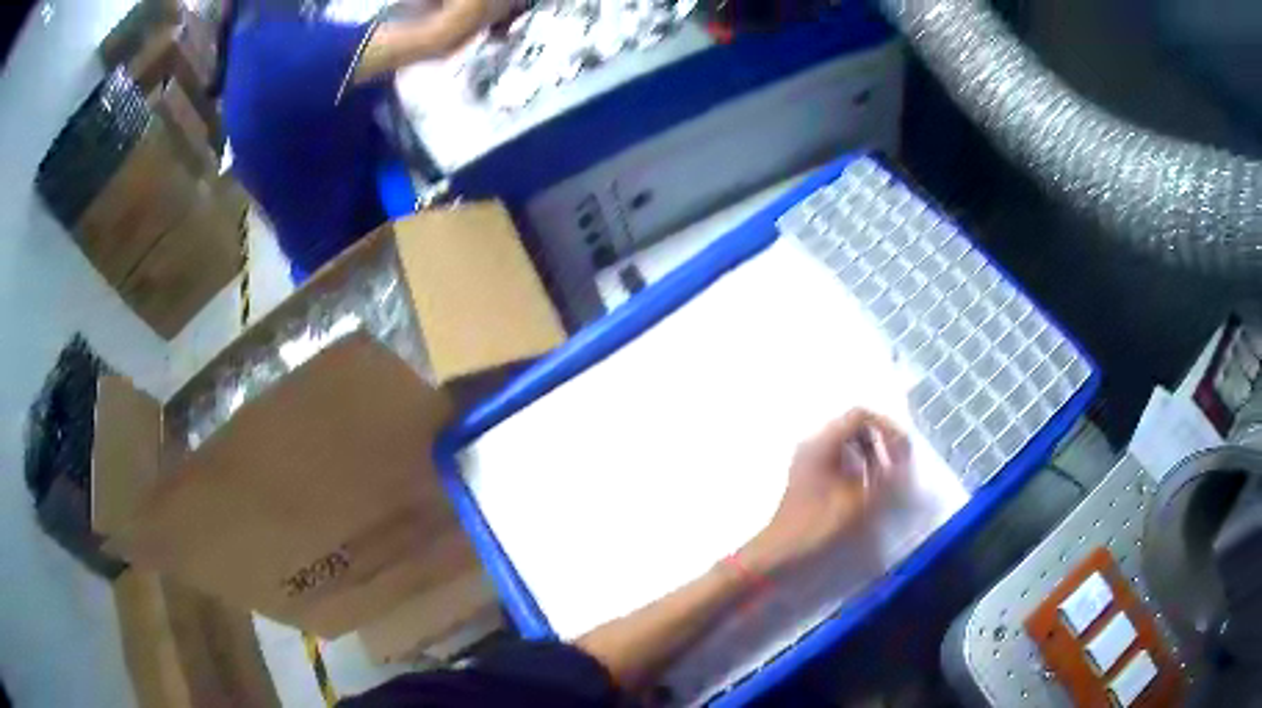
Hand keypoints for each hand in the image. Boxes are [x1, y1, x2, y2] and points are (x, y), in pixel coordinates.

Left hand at [740, 409, 909, 574]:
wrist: (779, 550)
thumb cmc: (815, 526)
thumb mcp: (856, 503)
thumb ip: (883, 478)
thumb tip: (901, 463)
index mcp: (822, 443)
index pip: (860, 416)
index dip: (886, 428)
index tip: (902, 451)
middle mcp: (814, 443)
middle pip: (854, 425)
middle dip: (880, 439)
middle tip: (898, 462)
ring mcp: (809, 457)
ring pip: (847, 441)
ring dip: (870, 451)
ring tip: (886, 474)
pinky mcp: (809, 473)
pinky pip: (839, 455)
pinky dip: (858, 462)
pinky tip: (867, 482)